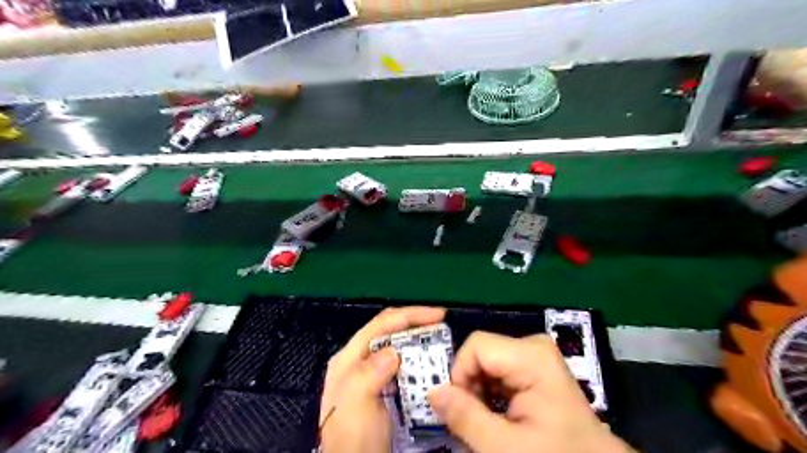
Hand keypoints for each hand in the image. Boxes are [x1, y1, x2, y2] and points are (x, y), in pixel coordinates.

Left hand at [319, 307, 447, 450]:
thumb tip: (393, 351)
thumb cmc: (352, 438)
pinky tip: (430, 366)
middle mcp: (360, 362)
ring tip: (441, 343)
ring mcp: (371, 376)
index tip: (439, 315)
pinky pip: (403, 367)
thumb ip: (368, 373)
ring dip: (419, 343)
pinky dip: (418, 363)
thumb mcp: (356, 405)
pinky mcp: (383, 390)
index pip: (381, 324)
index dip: (410, 315)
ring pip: (398, 348)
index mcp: (350, 358)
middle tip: (442, 328)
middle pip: (391, 332)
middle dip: (416, 326)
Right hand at [428, 331, 636, 452]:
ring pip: (486, 363)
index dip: (460, 375)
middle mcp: (533, 346)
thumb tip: (432, 391)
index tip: (460, 410)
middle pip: (480, 354)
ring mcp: (535, 355)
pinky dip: (490, 394)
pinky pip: (499, 370)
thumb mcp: (504, 447)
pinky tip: (500, 417)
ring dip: (478, 393)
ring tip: (488, 424)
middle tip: (473, 422)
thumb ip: (465, 416)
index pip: (475, 346)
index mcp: (531, 355)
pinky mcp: (535, 367)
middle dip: (469, 387)